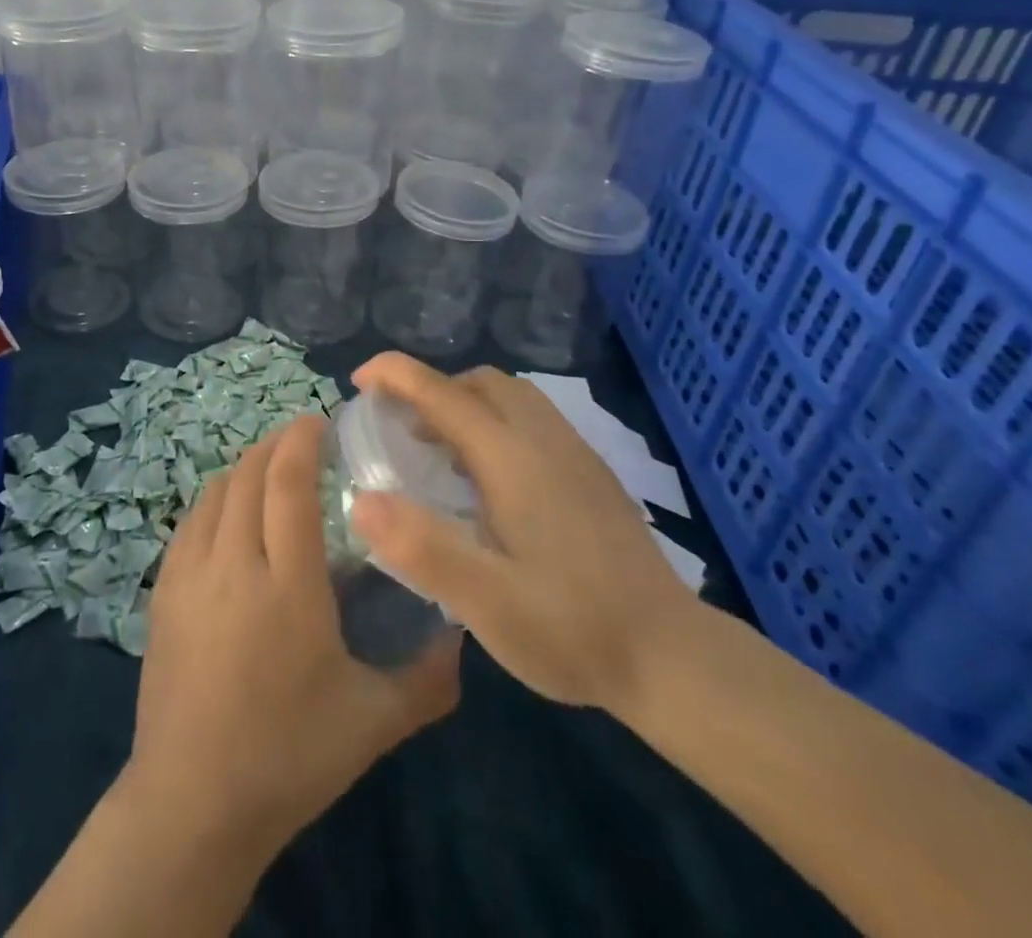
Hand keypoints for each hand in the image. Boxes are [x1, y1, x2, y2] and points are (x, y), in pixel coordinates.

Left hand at [124, 415, 460, 857]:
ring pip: (215, 492)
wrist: (192, 803)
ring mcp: (189, 575)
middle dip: (276, 444)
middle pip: (249, 474)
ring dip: (244, 467)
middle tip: (303, 440)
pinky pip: (190, 522)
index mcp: (287, 584)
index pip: (288, 482)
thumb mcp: (374, 723)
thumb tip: (464, 636)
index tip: (320, 422)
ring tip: (270, 469)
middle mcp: (233, 564)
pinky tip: (230, 512)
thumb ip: (428, 678)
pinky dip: (215, 499)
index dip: (302, 441)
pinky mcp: (163, 592)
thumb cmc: (289, 757)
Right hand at [348, 353, 697, 712]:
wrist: (672, 658)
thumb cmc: (571, 628)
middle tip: (397, 427)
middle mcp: (544, 439)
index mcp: (512, 458)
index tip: (358, 381)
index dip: (395, 374)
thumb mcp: (487, 602)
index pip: (442, 391)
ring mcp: (574, 453)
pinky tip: (487, 478)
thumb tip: (361, 500)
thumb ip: (422, 547)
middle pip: (479, 382)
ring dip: (464, 403)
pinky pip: (531, 419)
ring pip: (510, 396)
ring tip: (436, 449)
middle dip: (430, 388)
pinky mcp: (591, 472)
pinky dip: (494, 422)